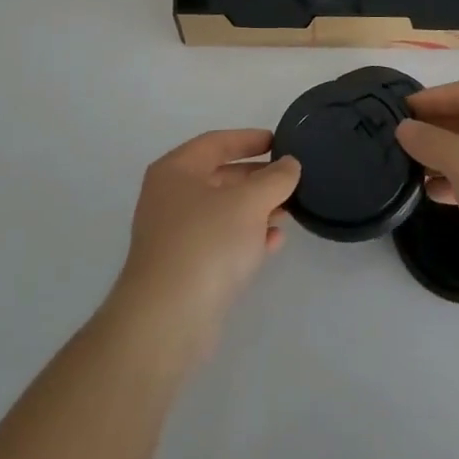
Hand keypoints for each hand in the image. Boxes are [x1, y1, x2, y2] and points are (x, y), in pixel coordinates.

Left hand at [107, 130, 300, 365]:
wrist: (167, 319)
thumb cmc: (206, 243)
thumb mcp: (249, 202)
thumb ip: (275, 179)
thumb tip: (289, 164)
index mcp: (176, 170)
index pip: (216, 143)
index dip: (248, 139)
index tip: (278, 141)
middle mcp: (170, 197)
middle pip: (220, 177)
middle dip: (257, 178)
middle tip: (290, 180)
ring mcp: (175, 235)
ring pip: (222, 211)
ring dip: (256, 209)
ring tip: (289, 211)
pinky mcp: (184, 268)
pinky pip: (220, 241)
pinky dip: (246, 237)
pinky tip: (273, 243)